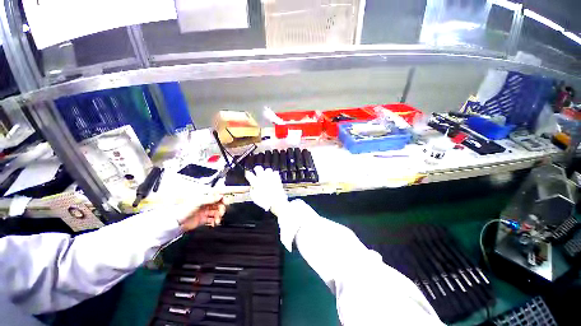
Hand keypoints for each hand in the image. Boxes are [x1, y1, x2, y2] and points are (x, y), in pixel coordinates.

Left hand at [178, 194, 226, 231]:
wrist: (175, 224)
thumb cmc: (183, 210)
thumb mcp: (198, 202)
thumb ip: (210, 199)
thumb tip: (220, 196)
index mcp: (204, 198)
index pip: (216, 196)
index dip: (222, 199)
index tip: (225, 202)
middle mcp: (205, 204)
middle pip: (218, 205)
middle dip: (221, 209)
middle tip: (221, 213)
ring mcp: (204, 212)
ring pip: (216, 212)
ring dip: (218, 216)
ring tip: (217, 220)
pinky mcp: (203, 220)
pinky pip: (212, 219)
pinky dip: (215, 221)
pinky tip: (214, 223)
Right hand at [245, 166, 287, 212]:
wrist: (276, 201)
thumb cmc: (265, 201)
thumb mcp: (255, 198)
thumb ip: (252, 190)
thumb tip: (252, 187)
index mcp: (256, 182)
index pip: (249, 174)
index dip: (248, 174)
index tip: (248, 174)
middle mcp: (263, 178)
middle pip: (258, 168)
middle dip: (257, 169)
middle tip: (257, 171)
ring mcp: (271, 177)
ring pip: (267, 169)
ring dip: (266, 172)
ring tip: (267, 175)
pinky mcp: (277, 178)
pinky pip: (275, 173)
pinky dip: (273, 174)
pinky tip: (273, 178)